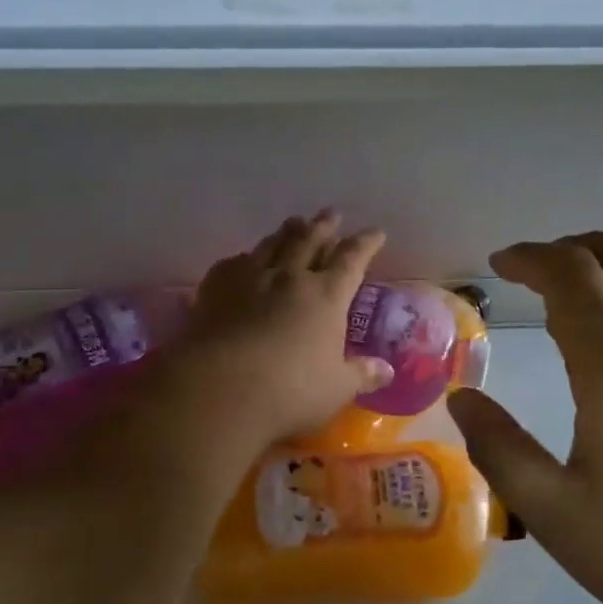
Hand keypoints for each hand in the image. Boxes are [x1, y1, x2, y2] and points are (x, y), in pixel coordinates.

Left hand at [157, 211, 392, 460]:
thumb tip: (386, 370)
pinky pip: (234, 262)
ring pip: (272, 244)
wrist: (220, 387)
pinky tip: (244, 258)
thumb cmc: (290, 390)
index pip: (352, 259)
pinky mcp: (216, 287)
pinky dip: (246, 257)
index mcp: (326, 295)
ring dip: (287, 232)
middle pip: (310, 240)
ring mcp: (250, 277)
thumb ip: (361, 375)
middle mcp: (290, 276)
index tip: (375, 232)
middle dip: (323, 226)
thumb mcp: (336, 388)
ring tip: (294, 222)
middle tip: (330, 213)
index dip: (366, 243)